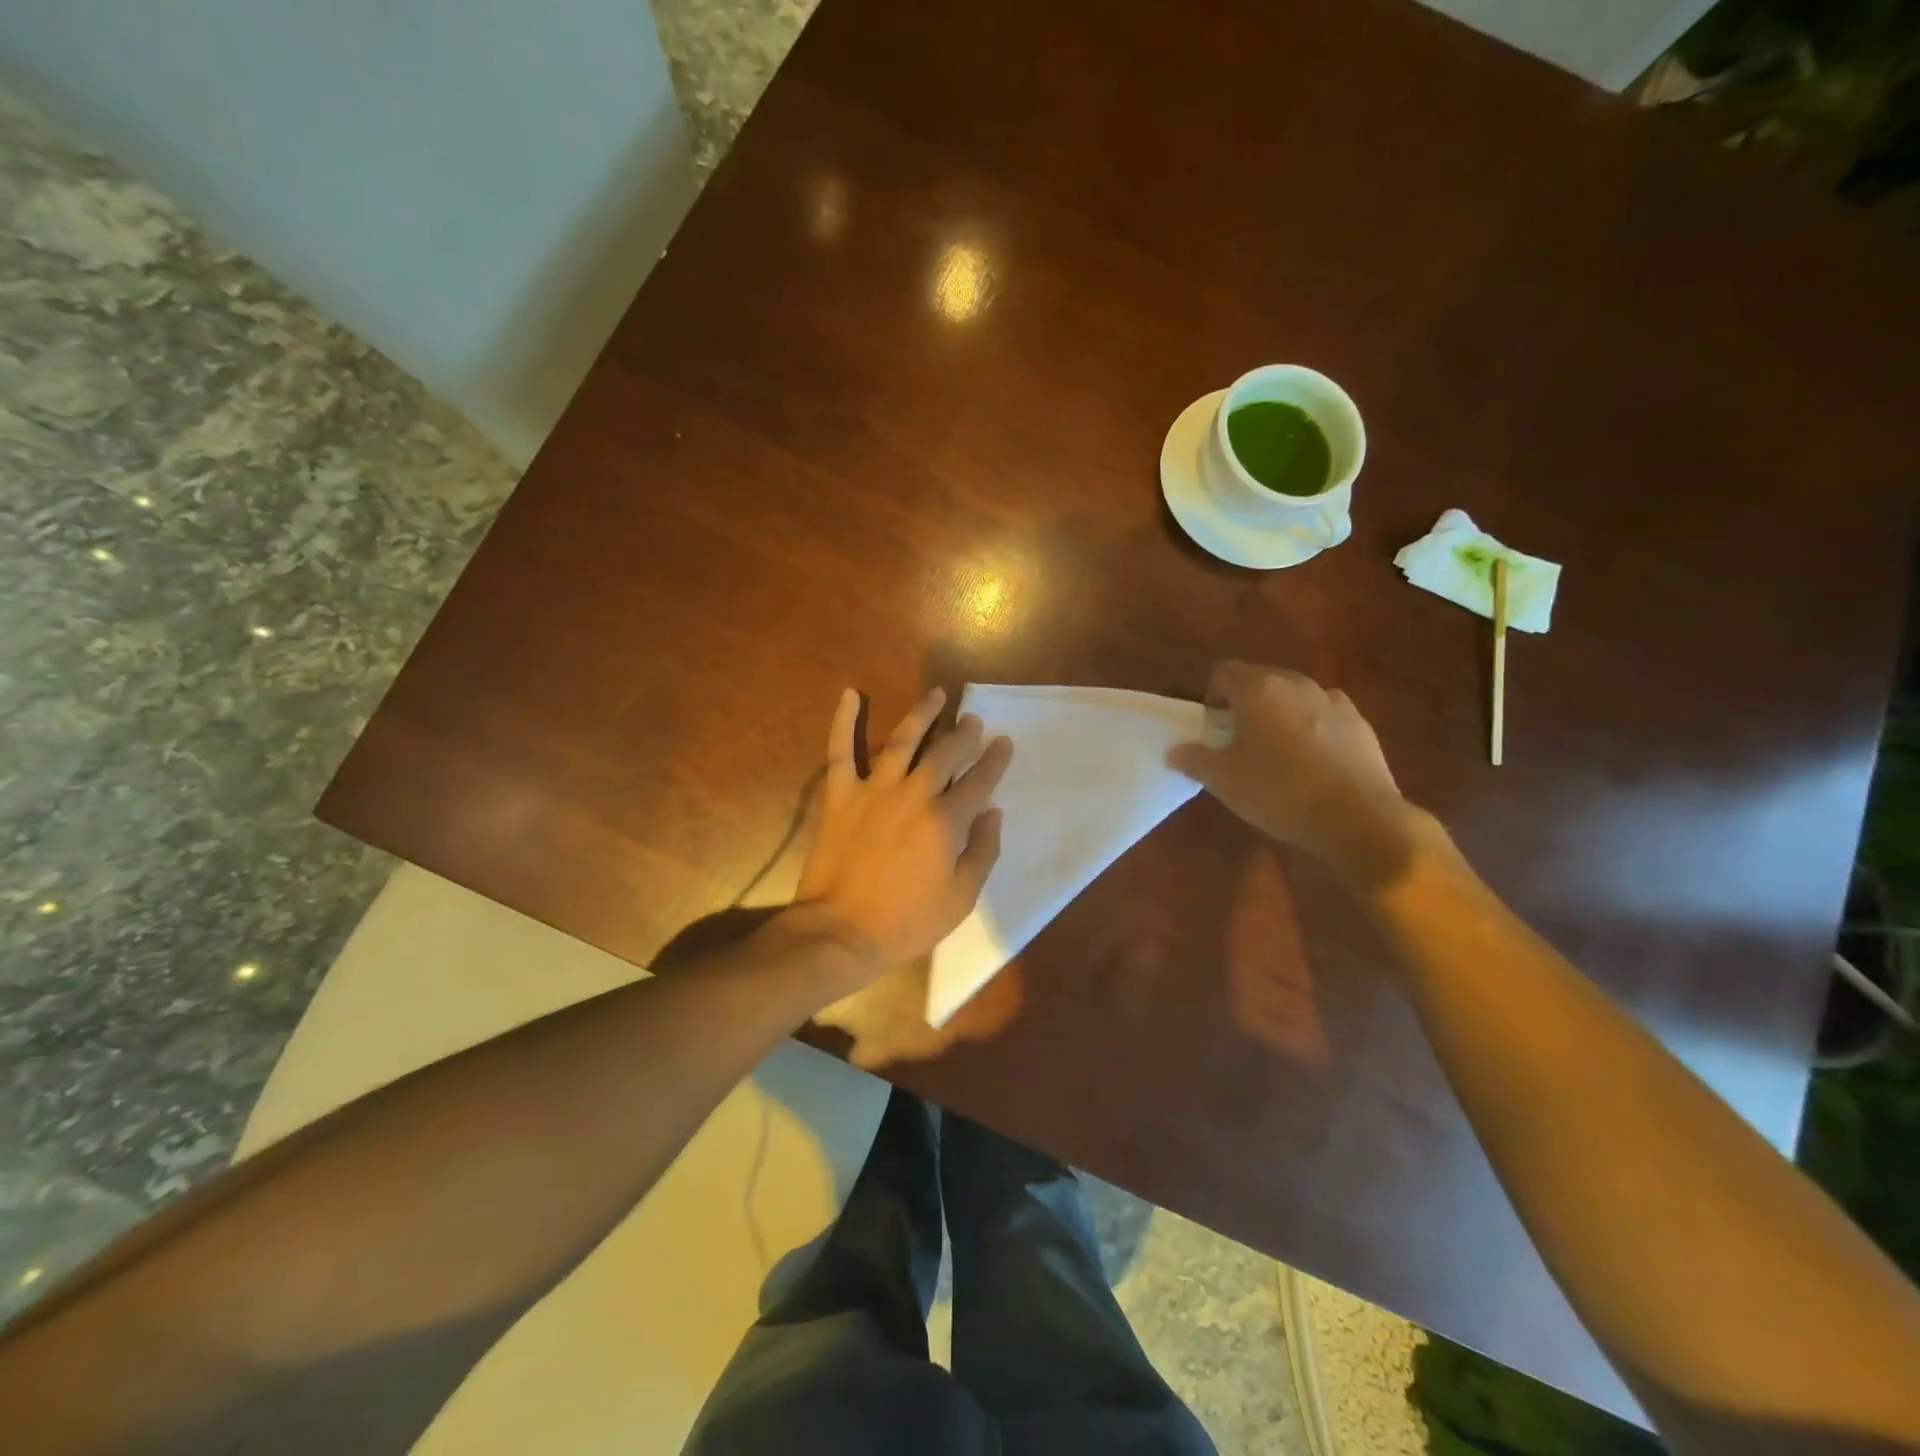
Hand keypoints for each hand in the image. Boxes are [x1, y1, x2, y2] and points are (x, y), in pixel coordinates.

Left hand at [796, 687, 1012, 980]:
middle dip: (963, 734)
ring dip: (921, 714)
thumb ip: (982, 852)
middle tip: (973, 719)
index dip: (994, 760)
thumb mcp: (960, 899)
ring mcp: (873, 791)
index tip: (1003, 742)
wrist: (840, 933)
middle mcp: (913, 796)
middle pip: (944, 754)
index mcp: (944, 822)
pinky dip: (843, 721)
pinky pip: (840, 751)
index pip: (978, 782)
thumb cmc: (906, 922)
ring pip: (901, 741)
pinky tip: (850, 694)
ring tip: (936, 695)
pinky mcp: (840, 796)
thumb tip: (993, 812)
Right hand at [1168, 661, 1416, 889]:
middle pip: (1261, 680)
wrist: (1356, 817)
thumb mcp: (1223, 780)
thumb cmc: (1278, 791)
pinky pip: (1326, 715)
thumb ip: (1194, 759)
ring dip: (1281, 713)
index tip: (1212, 725)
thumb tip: (1175, 751)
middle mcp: (1296, 684)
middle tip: (1239, 740)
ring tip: (1278, 750)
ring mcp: (1333, 702)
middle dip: (1246, 703)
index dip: (1212, 694)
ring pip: (1296, 696)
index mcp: (1258, 690)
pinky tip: (1313, 760)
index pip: (1224, 672)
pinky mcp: (1360, 724)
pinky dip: (1314, 727)